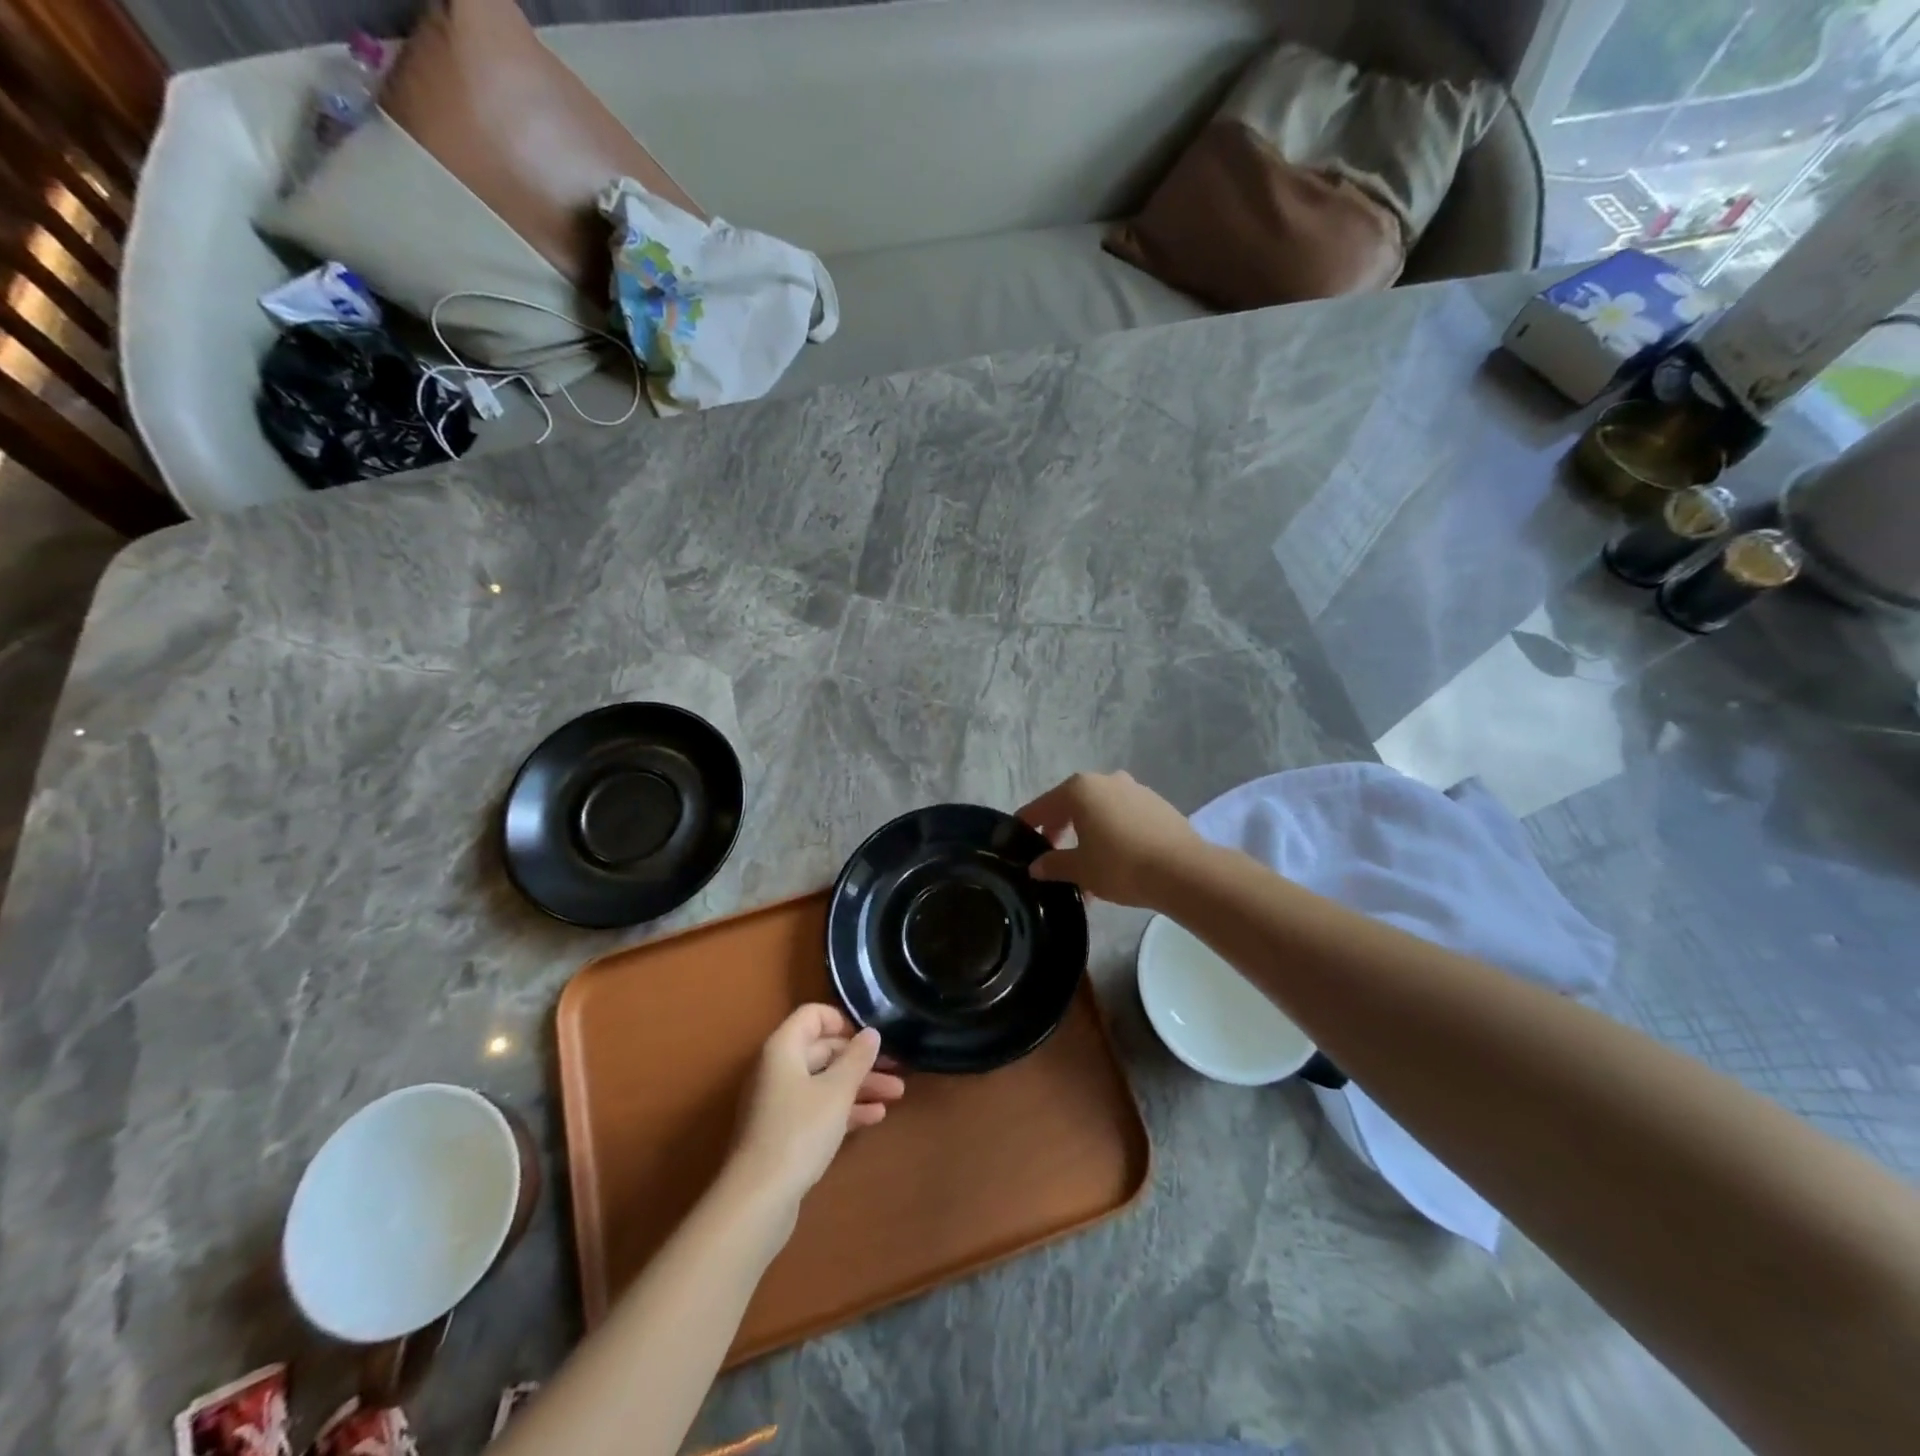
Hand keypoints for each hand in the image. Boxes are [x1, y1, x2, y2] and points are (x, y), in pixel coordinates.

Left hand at [731, 1004, 904, 1206]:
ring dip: (859, 1085)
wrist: (759, 1199)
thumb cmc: (800, 1131)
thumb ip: (857, 1058)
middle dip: (861, 1059)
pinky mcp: (785, 1132)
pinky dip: (845, 1109)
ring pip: (825, 1082)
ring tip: (896, 1093)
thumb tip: (871, 1032)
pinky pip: (819, 1108)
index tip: (871, 1037)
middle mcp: (778, 1069)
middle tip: (897, 1068)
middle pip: (823, 1050)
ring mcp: (780, 1102)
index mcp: (783, 1048)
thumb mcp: (837, 1090)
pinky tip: (875, 1117)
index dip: (843, 1021)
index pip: (813, 1015)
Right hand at [1018, 771, 1202, 907]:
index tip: (1017, 838)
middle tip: (1051, 855)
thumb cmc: (1120, 865)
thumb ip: (1053, 865)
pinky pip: (1123, 816)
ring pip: (1100, 811)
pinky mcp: (1157, 804)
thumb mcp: (1080, 869)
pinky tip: (1115, 860)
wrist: (1182, 870)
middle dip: (1059, 830)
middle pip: (1071, 805)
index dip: (1027, 824)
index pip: (1042, 806)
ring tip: (1086, 867)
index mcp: (1079, 789)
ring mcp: (1135, 789)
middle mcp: (1106, 780)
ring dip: (1088, 834)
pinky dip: (1112, 833)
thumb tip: (1036, 866)